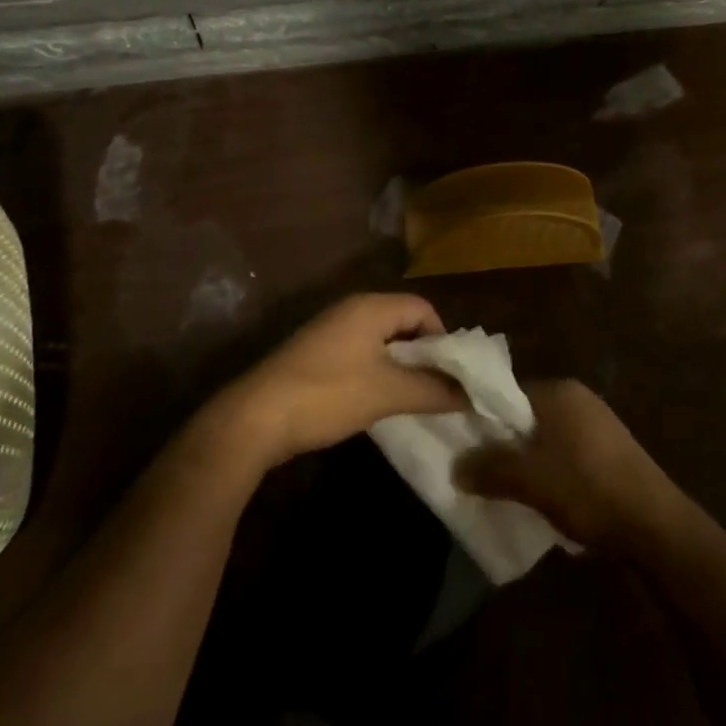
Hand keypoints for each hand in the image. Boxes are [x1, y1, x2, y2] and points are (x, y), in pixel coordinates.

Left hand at [217, 293, 463, 468]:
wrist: (255, 418)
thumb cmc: (328, 394)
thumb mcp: (388, 393)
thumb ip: (433, 390)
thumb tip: (470, 393)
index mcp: (371, 307)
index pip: (423, 308)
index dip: (443, 339)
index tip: (450, 375)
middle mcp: (351, 310)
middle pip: (402, 322)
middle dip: (423, 355)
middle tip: (437, 389)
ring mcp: (330, 331)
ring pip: (381, 341)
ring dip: (400, 367)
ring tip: (412, 400)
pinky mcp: (316, 355)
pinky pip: (360, 355)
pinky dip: (376, 374)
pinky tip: (377, 403)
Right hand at [454, 379, 680, 552]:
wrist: (654, 524)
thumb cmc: (587, 488)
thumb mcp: (530, 480)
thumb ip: (490, 469)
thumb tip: (456, 467)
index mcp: (559, 391)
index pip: (506, 394)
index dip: (482, 419)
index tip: (463, 446)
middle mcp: (579, 399)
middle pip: (526, 417)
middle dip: (504, 445)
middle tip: (481, 473)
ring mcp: (598, 425)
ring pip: (546, 439)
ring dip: (528, 462)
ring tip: (508, 491)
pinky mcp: (611, 452)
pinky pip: (567, 454)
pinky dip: (551, 472)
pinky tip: (545, 498)